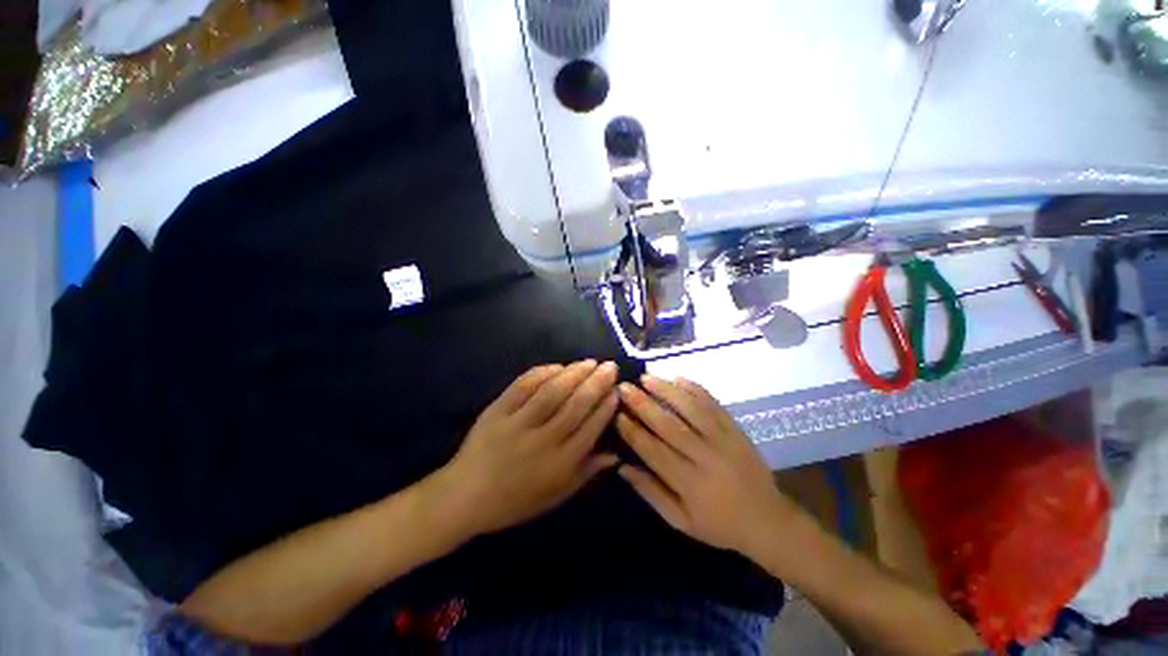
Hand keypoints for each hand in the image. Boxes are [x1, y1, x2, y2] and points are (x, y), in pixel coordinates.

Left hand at [436, 360, 619, 537]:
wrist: (464, 497)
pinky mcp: (497, 410)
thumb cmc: (514, 501)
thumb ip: (586, 473)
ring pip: (552, 392)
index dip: (606, 406)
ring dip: (574, 373)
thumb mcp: (555, 496)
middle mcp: (542, 440)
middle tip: (610, 366)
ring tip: (589, 362)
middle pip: (576, 405)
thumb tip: (615, 455)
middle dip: (597, 382)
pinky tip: (557, 366)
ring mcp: (518, 423)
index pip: (591, 428)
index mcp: (559, 464)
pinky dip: (542, 373)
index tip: (617, 390)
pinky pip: (523, 386)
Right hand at [615, 375, 802, 559]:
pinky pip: (714, 405)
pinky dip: (695, 389)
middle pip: (669, 426)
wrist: (769, 521)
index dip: (633, 431)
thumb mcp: (681, 521)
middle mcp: (705, 458)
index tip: (617, 414)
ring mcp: (723, 440)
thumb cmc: (719, 525)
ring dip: (667, 391)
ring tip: (646, 377)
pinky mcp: (736, 430)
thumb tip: (622, 466)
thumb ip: (651, 492)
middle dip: (643, 404)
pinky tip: (678, 377)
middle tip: (625, 387)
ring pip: (691, 410)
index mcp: (689, 483)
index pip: (653, 451)